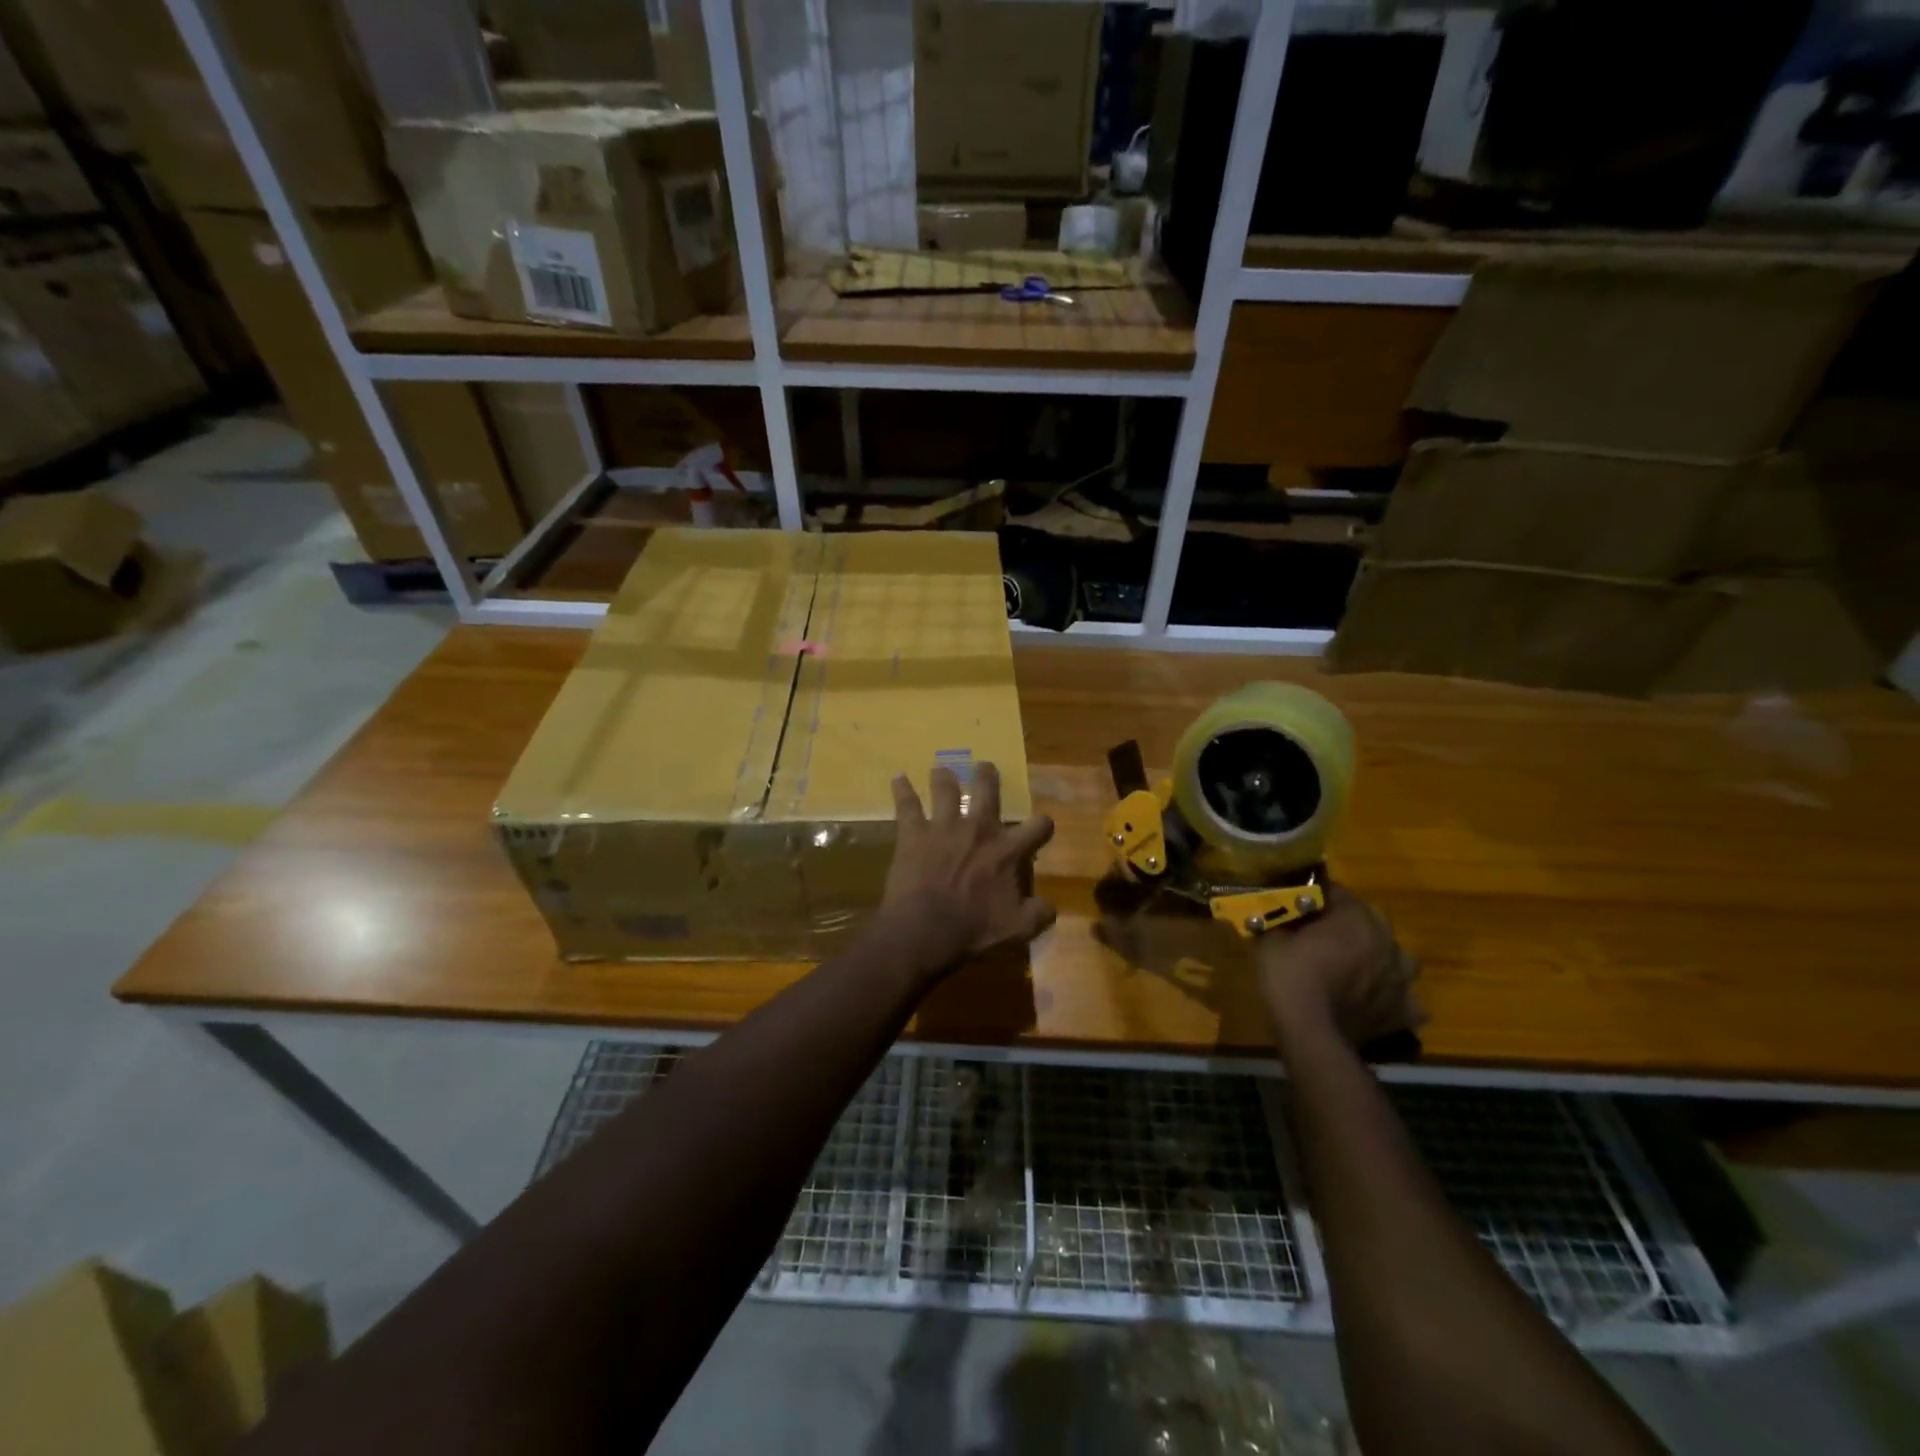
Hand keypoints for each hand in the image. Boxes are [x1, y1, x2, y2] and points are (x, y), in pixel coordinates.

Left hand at [881, 762, 1055, 974]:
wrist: (924, 929)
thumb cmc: (972, 930)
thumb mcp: (1016, 929)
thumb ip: (1037, 914)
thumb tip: (1050, 905)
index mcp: (1007, 850)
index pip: (1037, 827)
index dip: (1043, 825)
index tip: (1042, 826)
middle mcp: (978, 829)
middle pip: (987, 790)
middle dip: (987, 776)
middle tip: (984, 767)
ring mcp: (943, 826)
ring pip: (946, 789)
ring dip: (944, 778)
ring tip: (940, 770)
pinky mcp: (913, 833)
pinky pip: (907, 804)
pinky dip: (902, 790)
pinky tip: (898, 778)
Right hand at [1256, 887, 1426, 1047]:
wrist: (1312, 1034)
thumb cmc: (1289, 978)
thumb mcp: (1269, 941)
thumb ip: (1279, 921)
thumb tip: (1276, 913)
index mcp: (1355, 917)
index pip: (1337, 892)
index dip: (1317, 899)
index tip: (1300, 910)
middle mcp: (1386, 940)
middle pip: (1370, 920)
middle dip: (1350, 926)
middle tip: (1324, 939)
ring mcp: (1402, 978)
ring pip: (1397, 958)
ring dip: (1380, 959)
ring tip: (1356, 970)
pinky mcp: (1406, 1011)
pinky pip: (1406, 998)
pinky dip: (1393, 998)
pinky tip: (1374, 1003)